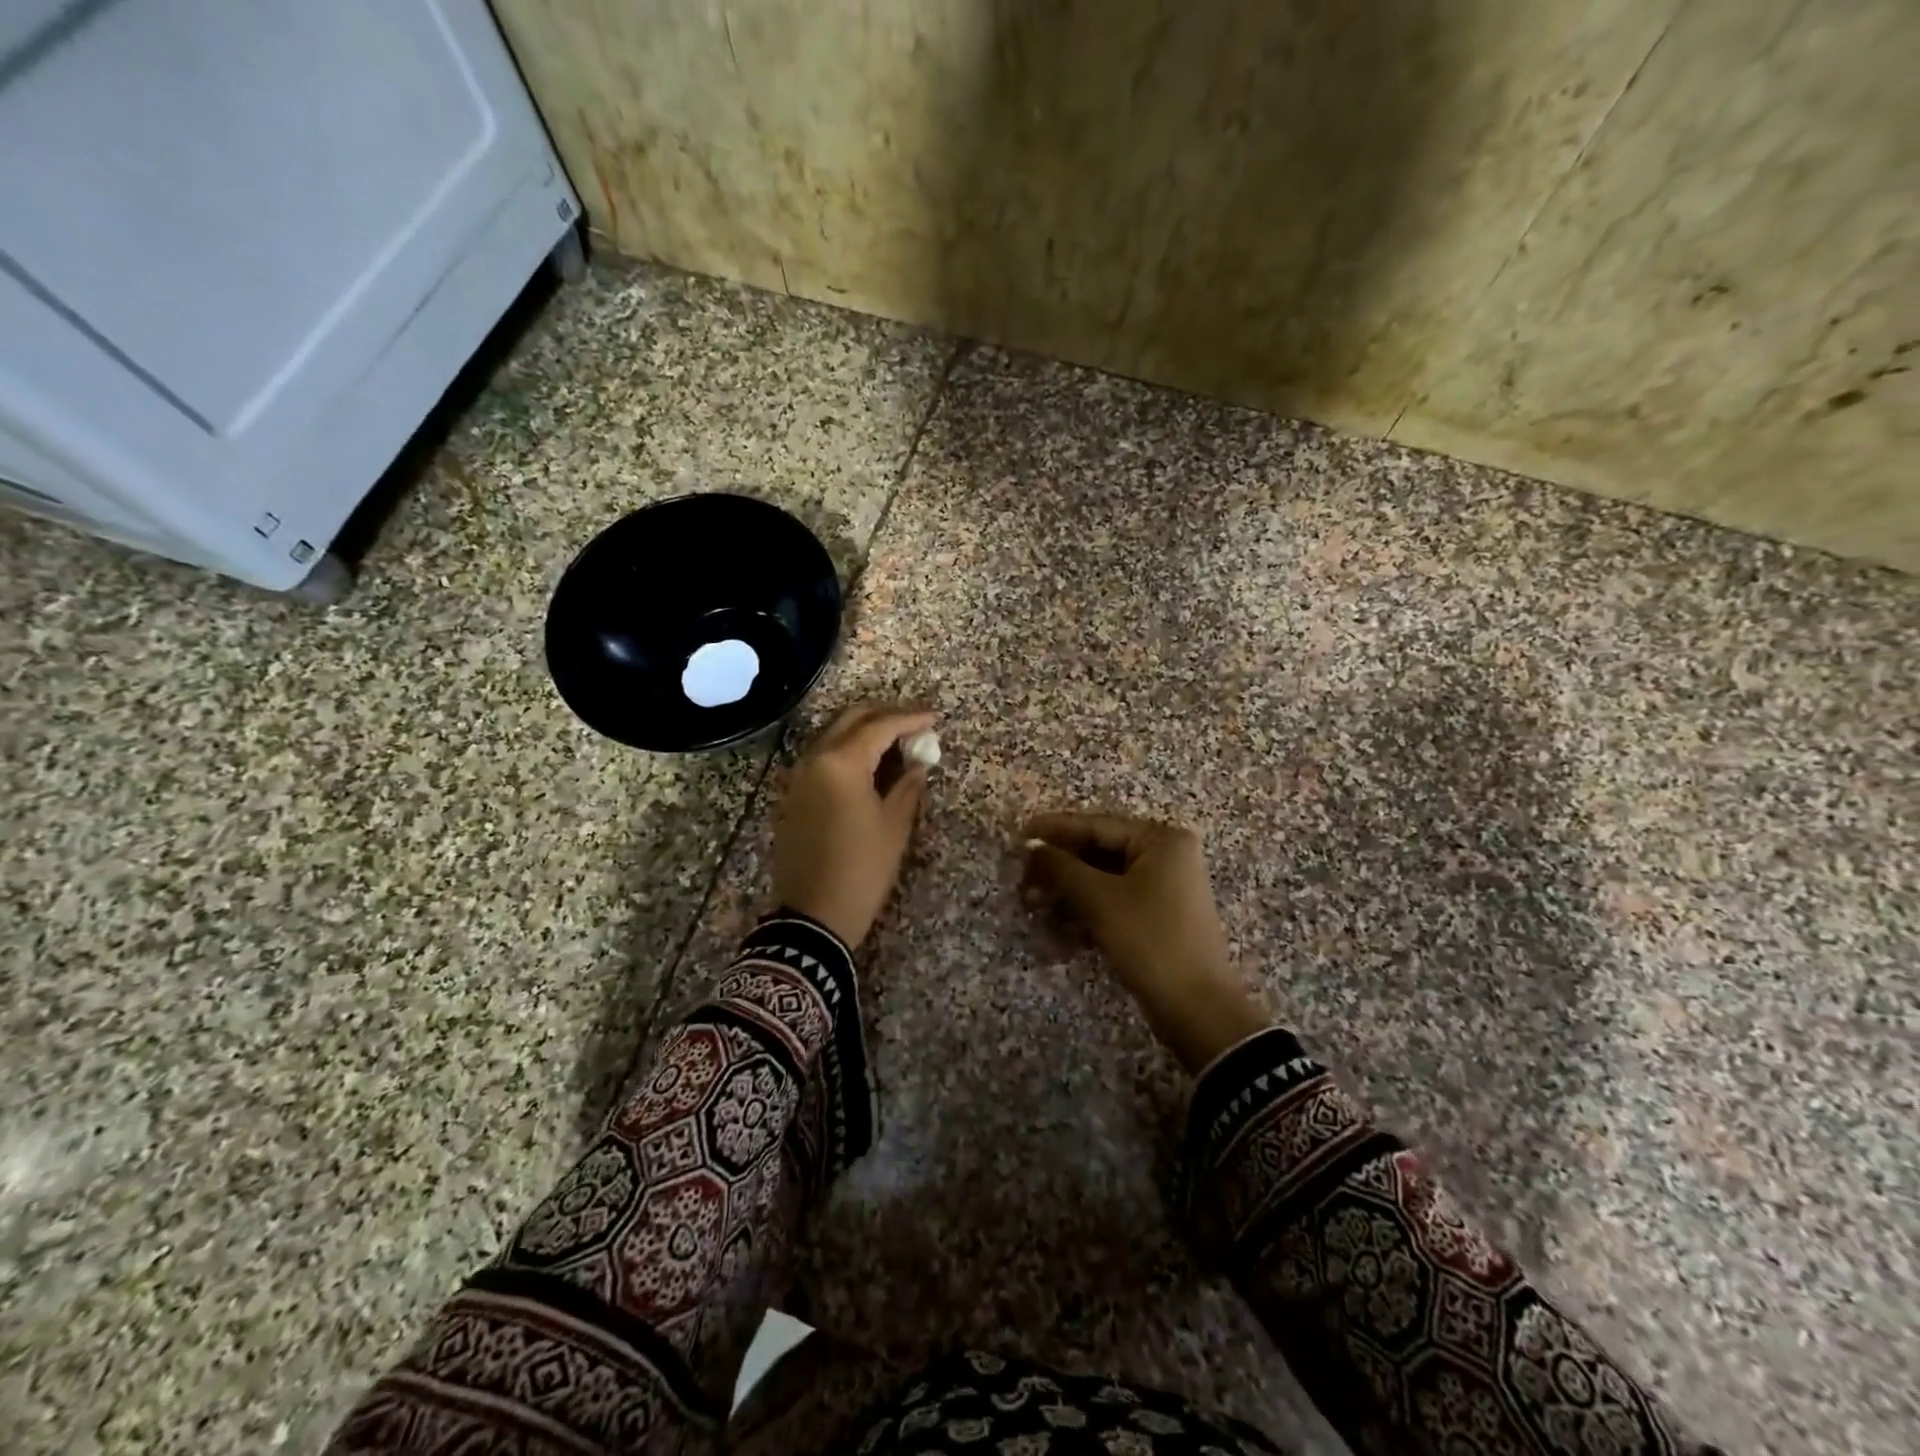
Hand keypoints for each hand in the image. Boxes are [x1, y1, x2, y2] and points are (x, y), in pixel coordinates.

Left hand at [771, 704, 936, 948]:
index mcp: (841, 763)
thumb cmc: (862, 869)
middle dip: (884, 717)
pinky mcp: (793, 795)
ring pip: (833, 737)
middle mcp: (814, 759)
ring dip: (864, 733)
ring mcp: (799, 777)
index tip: (935, 718)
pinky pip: (822, 758)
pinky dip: (847, 752)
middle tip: (914, 725)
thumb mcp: (894, 826)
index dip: (910, 719)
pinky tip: (869, 767)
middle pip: (851, 720)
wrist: (813, 915)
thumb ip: (908, 786)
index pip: (880, 726)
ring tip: (896, 744)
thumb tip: (917, 764)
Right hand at [1022, 812, 1269, 1073]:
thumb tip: (1030, 845)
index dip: (1054, 831)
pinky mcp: (1156, 918)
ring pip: (1101, 882)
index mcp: (1160, 840)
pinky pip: (1112, 904)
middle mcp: (1165, 856)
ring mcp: (1162, 888)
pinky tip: (1058, 937)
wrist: (1197, 1010)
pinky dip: (1085, 915)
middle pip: (1097, 853)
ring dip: (1066, 896)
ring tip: (1033, 910)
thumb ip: (1061, 867)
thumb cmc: (1150, 941)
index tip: (1018, 836)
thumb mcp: (1100, 900)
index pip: (1096, 826)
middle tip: (1022, 884)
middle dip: (1058, 871)